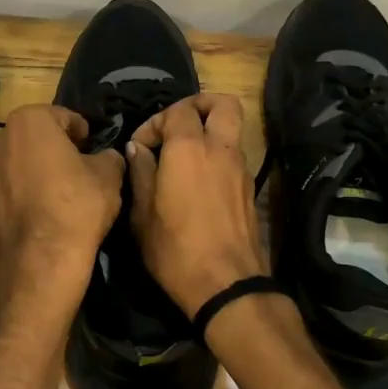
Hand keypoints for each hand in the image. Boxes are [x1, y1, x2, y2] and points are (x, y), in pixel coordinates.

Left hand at [0, 105, 123, 272]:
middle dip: (47, 152)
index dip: (80, 133)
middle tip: (69, 174)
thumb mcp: (110, 175)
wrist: (43, 260)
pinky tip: (25, 224)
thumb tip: (104, 157)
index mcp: (30, 122)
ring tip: (45, 202)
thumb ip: (107, 156)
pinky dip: (6, 207)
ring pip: (8, 170)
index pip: (62, 118)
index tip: (90, 149)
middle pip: (29, 141)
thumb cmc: (78, 205)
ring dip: (23, 178)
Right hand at [125, 93, 270, 317]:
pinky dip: (217, 157)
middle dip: (199, 105)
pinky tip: (197, 183)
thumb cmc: (175, 249)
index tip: (140, 147)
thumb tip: (137, 148)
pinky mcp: (250, 189)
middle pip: (223, 104)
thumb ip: (140, 172)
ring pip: (231, 130)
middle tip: (176, 127)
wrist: (226, 285)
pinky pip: (234, 156)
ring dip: (209, 133)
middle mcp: (221, 149)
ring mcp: (241, 169)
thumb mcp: (142, 214)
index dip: (155, 122)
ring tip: (183, 158)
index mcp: (190, 148)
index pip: (177, 110)